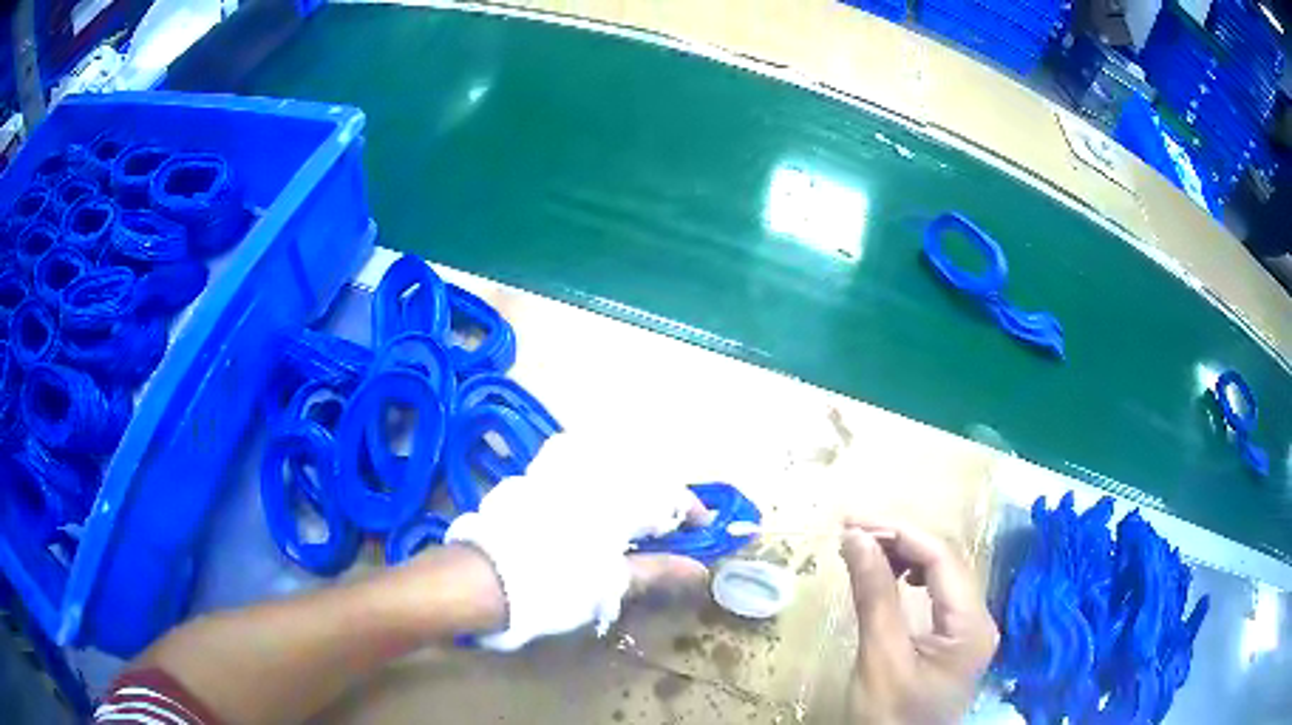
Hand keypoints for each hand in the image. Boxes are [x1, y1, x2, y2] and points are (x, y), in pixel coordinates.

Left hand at [445, 432, 712, 650]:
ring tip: (634, 522)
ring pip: (611, 469)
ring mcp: (561, 473)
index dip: (690, 511)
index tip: (703, 529)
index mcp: (617, 497)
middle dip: (660, 500)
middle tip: (667, 530)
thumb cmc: (556, 584)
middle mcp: (592, 474)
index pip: (669, 494)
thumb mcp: (612, 582)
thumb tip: (699, 570)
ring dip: (629, 492)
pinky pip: (578, 469)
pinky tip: (592, 512)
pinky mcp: (536, 479)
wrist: (486, 578)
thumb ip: (657, 570)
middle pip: (642, 476)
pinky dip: (597, 487)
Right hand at [839, 518, 997, 724]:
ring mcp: (970, 627)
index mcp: (971, 623)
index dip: (898, 532)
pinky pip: (937, 593)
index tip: (852, 524)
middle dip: (899, 540)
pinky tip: (891, 575)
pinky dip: (911, 577)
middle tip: (851, 534)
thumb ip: (874, 595)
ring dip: (904, 556)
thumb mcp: (880, 658)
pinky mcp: (955, 637)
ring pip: (942, 573)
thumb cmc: (889, 716)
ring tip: (865, 552)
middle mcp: (980, 617)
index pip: (942, 557)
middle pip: (945, 561)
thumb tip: (855, 538)